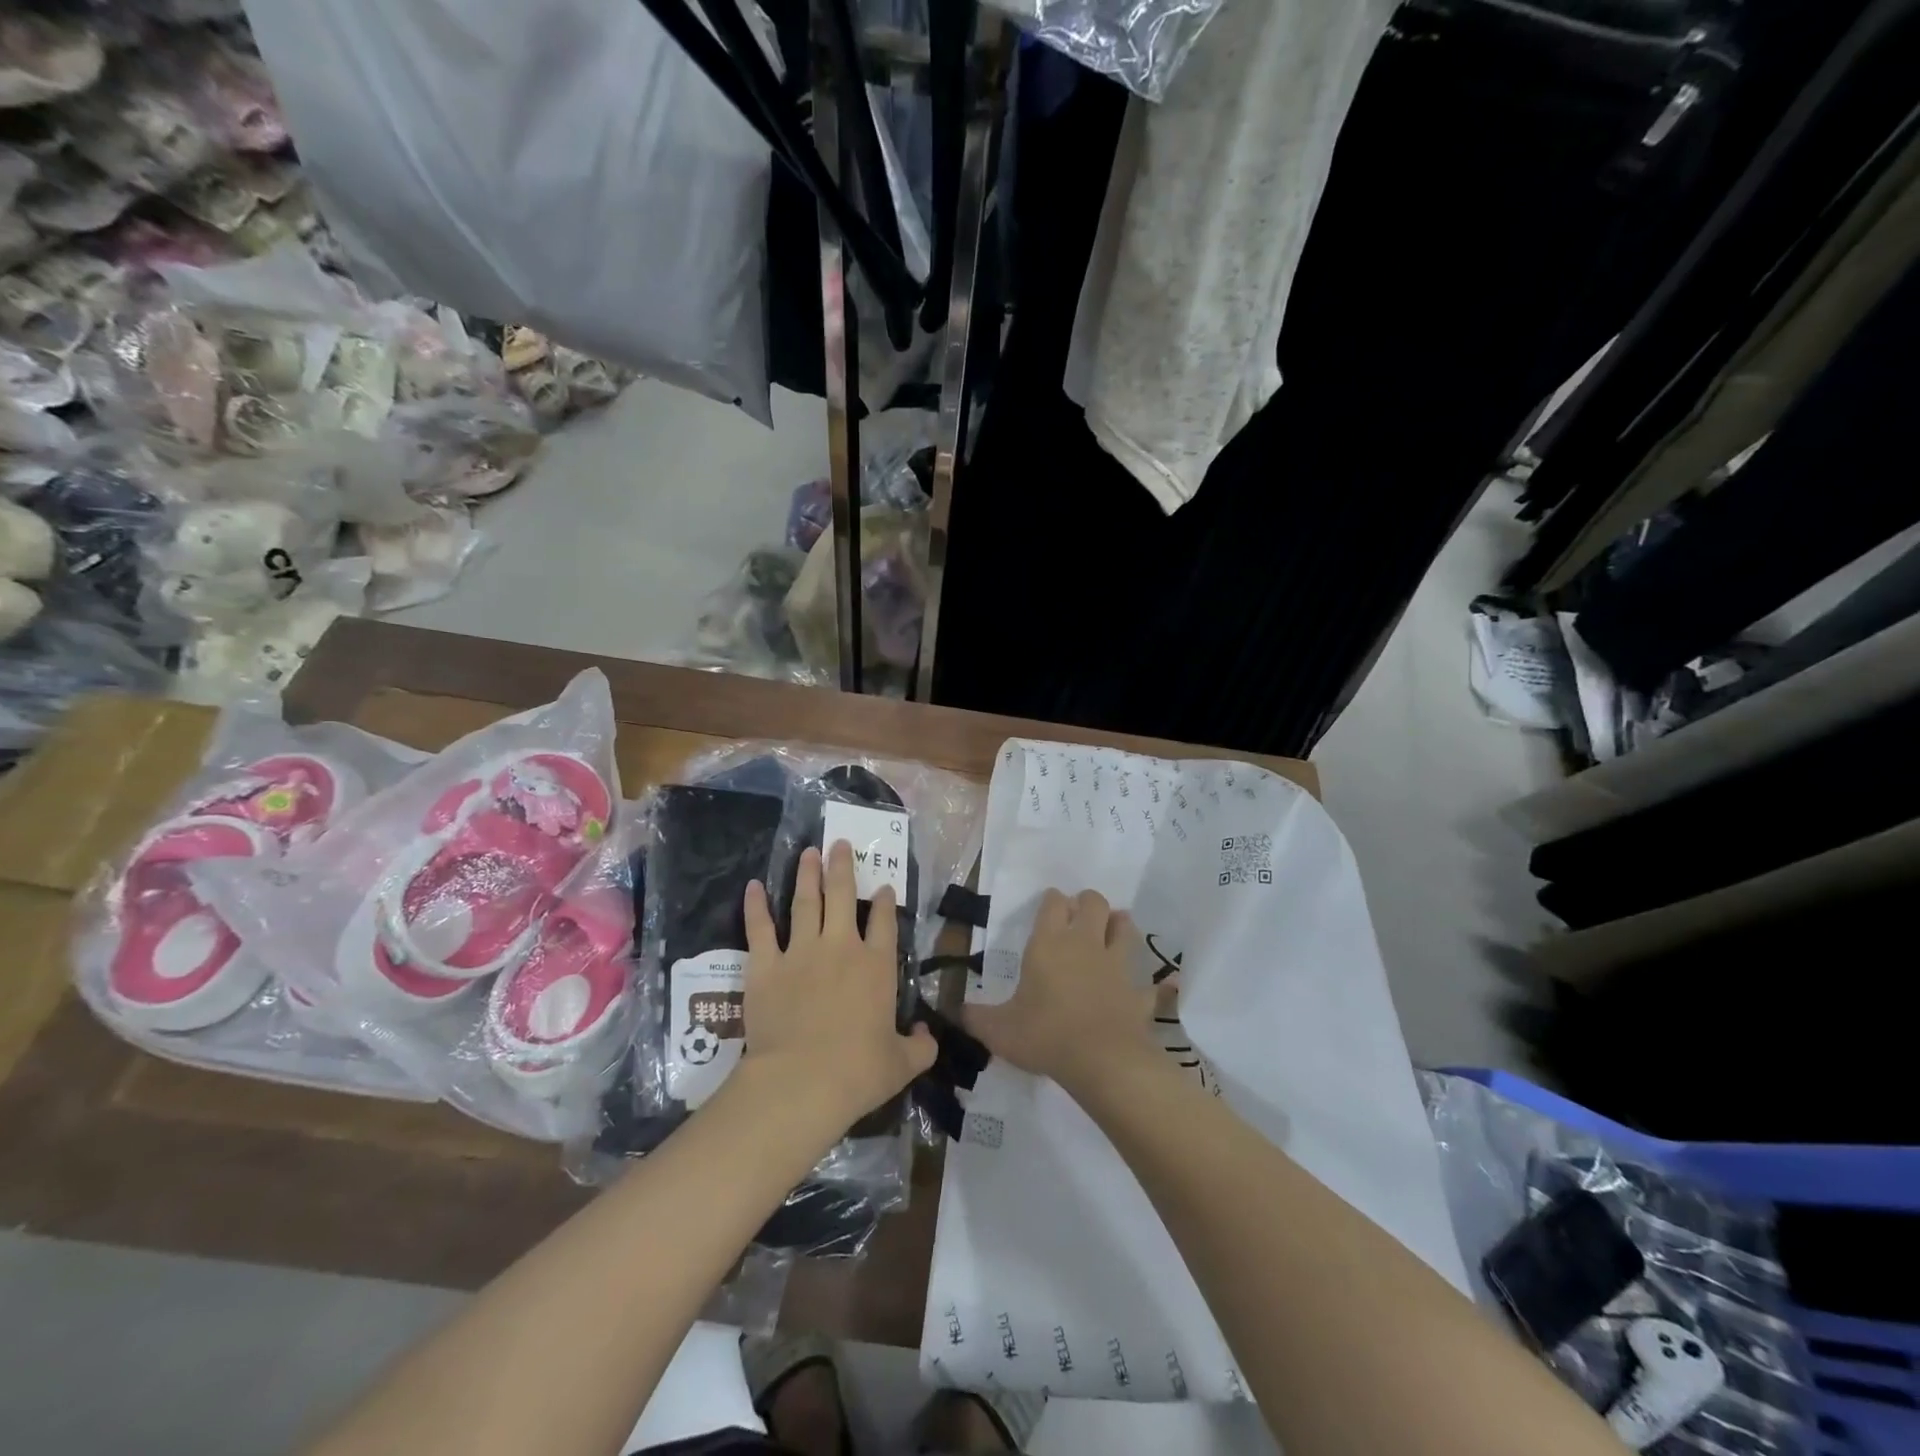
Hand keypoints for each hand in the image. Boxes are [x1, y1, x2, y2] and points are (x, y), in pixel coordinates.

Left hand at [741, 840, 936, 1135]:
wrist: (803, 1080)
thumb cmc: (859, 1072)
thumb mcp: (903, 1064)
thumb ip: (921, 1046)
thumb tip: (927, 1035)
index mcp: (876, 966)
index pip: (884, 921)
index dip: (885, 901)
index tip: (884, 886)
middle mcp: (841, 947)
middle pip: (843, 896)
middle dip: (843, 867)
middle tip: (840, 843)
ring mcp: (801, 951)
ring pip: (805, 902)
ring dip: (807, 874)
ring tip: (809, 852)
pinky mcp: (766, 965)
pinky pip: (760, 928)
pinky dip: (755, 906)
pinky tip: (752, 887)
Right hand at [963, 889, 1157, 1093]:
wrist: (1101, 1061)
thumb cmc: (1044, 1035)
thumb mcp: (998, 1030)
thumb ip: (975, 1018)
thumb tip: (952, 1012)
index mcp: (1049, 944)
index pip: (1054, 903)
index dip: (1052, 901)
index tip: (1050, 908)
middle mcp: (1085, 944)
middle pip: (1094, 903)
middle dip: (1088, 903)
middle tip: (1079, 917)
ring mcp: (1117, 966)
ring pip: (1125, 927)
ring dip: (1120, 925)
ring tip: (1113, 931)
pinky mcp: (1139, 992)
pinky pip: (1151, 983)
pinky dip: (1154, 983)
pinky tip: (1157, 986)